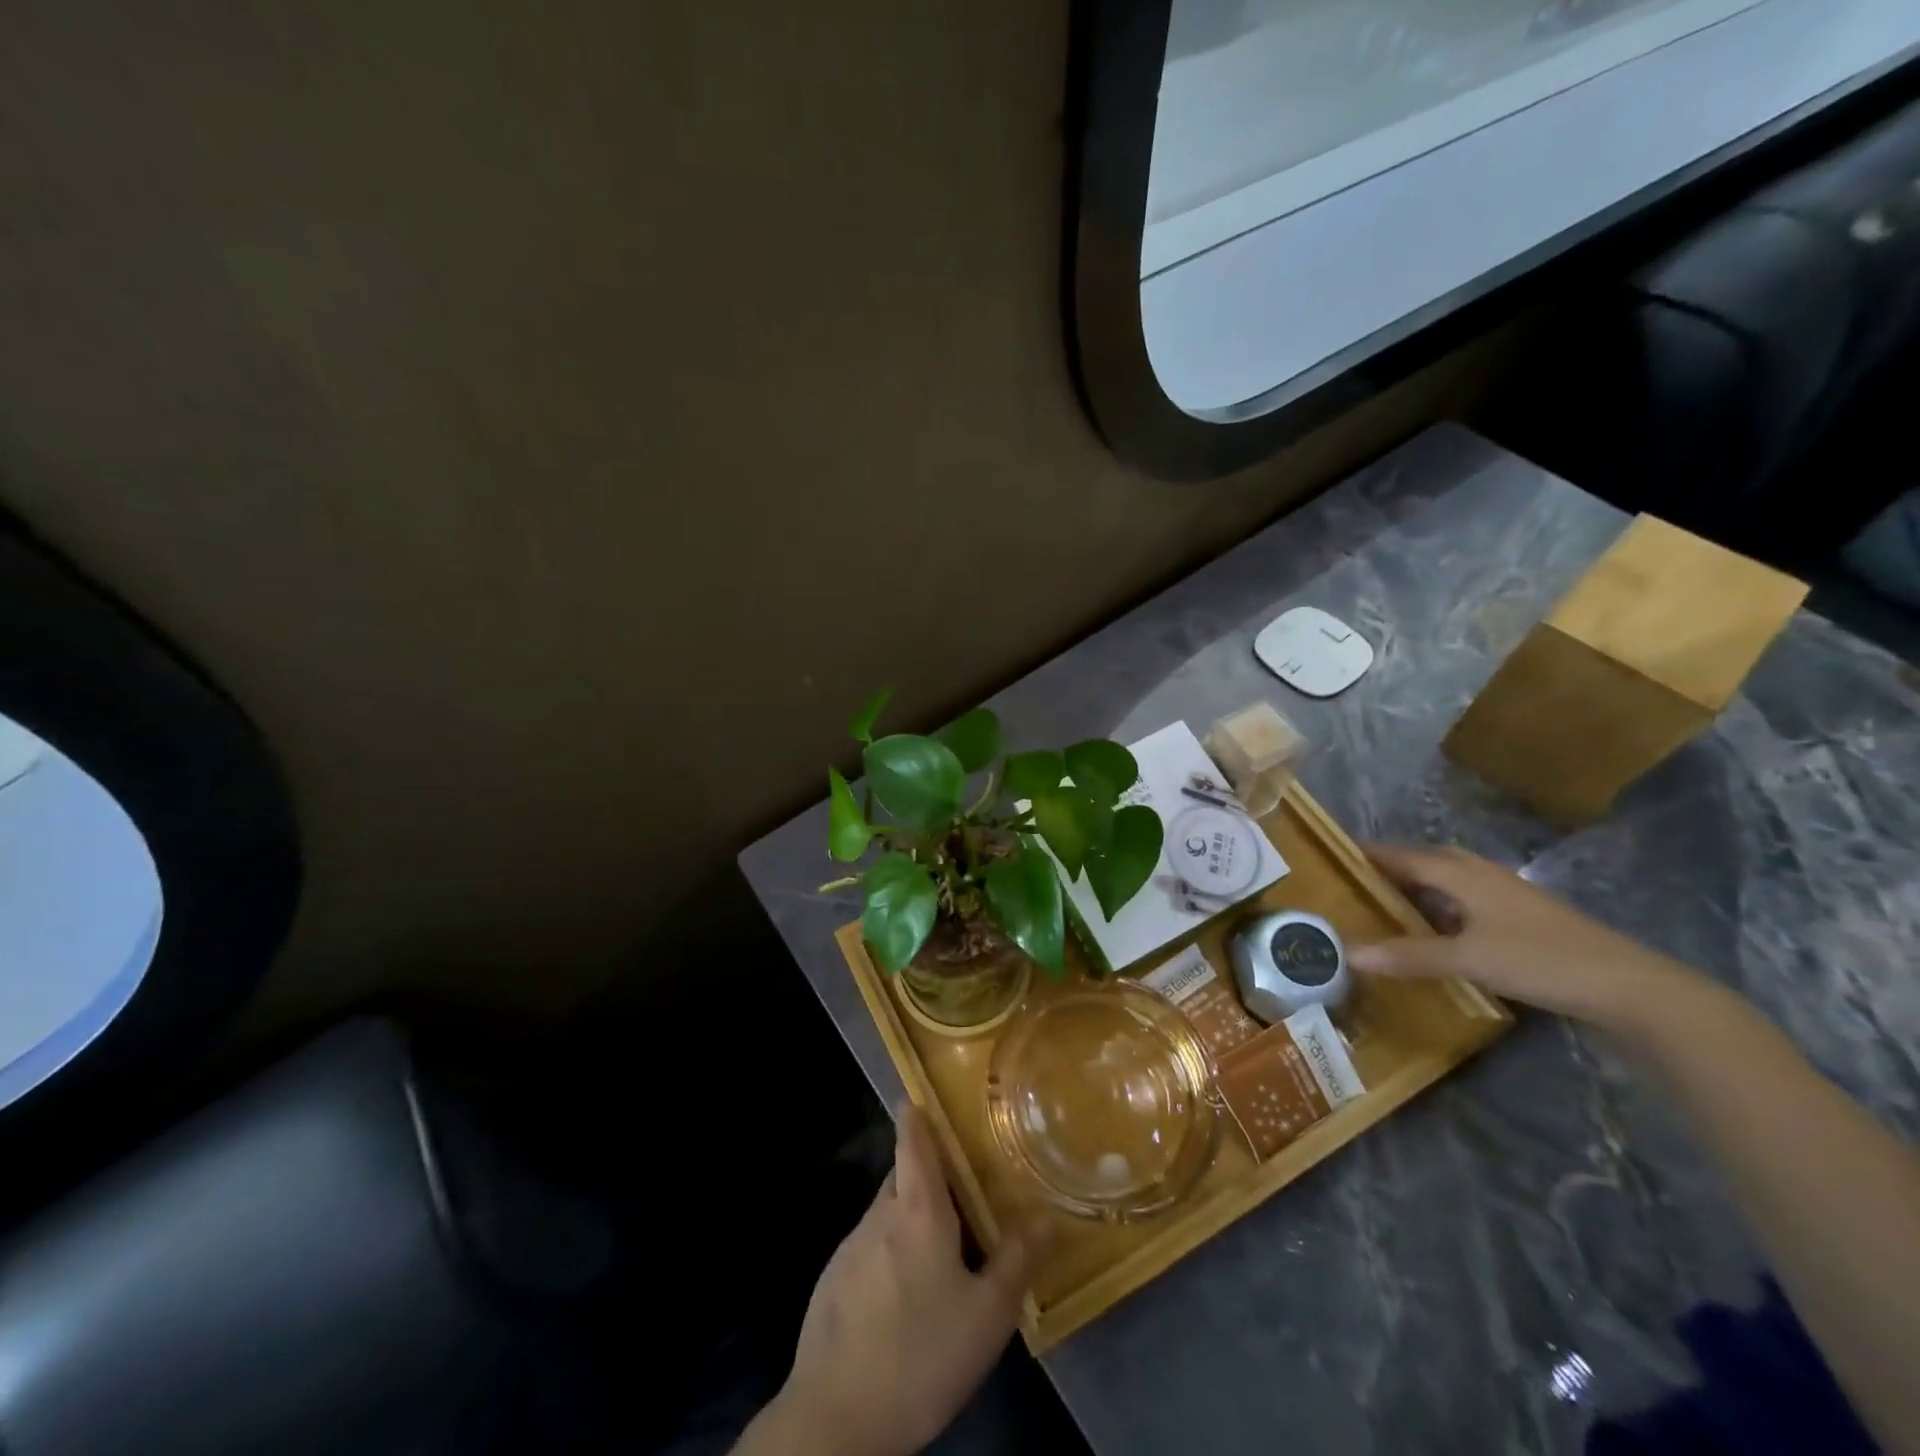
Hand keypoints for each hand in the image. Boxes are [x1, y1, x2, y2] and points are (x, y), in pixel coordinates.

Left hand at [740, 1103, 1037, 1455]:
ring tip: (941, 1251)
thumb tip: (1047, 1216)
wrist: (836, 1420)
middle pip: (902, 1176)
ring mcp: (849, 1248)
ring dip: (910, 1219)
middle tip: (960, 1189)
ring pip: (886, 1215)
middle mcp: (879, 1216)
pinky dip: (889, 1254)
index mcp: (917, 1210)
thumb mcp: (987, 1316)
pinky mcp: (832, 1282)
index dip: (915, 1113)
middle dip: (927, 1174)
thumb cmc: (921, 1355)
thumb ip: (1017, 1260)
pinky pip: (869, 1249)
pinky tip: (906, 1297)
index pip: (912, 1141)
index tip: (920, 1093)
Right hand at [1353, 843, 1702, 1034]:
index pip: (1400, 855)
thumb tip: (1347, 953)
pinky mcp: (1521, 917)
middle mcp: (1480, 874)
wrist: (1629, 986)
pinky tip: (1433, 930)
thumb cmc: (1541, 959)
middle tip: (1350, 883)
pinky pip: (1464, 900)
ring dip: (1414, 888)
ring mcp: (1505, 894)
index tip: (1329, 855)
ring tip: (1382, 905)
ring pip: (1446, 881)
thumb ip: (1408, 955)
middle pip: (1423, 861)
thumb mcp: (1468, 959)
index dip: (1366, 854)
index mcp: (1461, 873)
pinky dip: (1439, 907)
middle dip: (1387, 868)